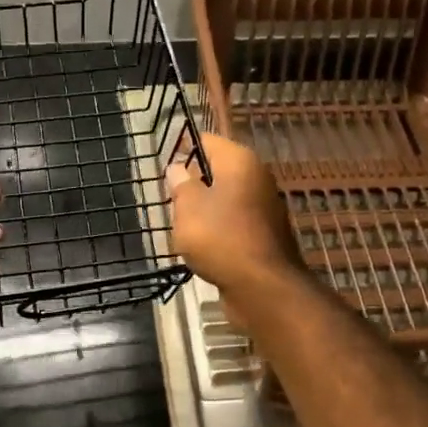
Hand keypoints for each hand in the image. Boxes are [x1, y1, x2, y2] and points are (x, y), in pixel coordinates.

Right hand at [166, 132, 304, 316]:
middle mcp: (257, 177)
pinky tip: (202, 244)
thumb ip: (181, 185)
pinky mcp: (264, 234)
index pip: (207, 140)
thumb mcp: (188, 208)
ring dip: (204, 207)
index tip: (163, 160)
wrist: (262, 286)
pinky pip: (234, 222)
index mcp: (239, 161)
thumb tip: (177, 168)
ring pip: (226, 198)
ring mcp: (264, 207)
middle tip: (167, 195)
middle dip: (193, 180)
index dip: (183, 146)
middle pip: (218, 170)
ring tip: (180, 222)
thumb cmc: (220, 238)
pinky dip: (218, 228)